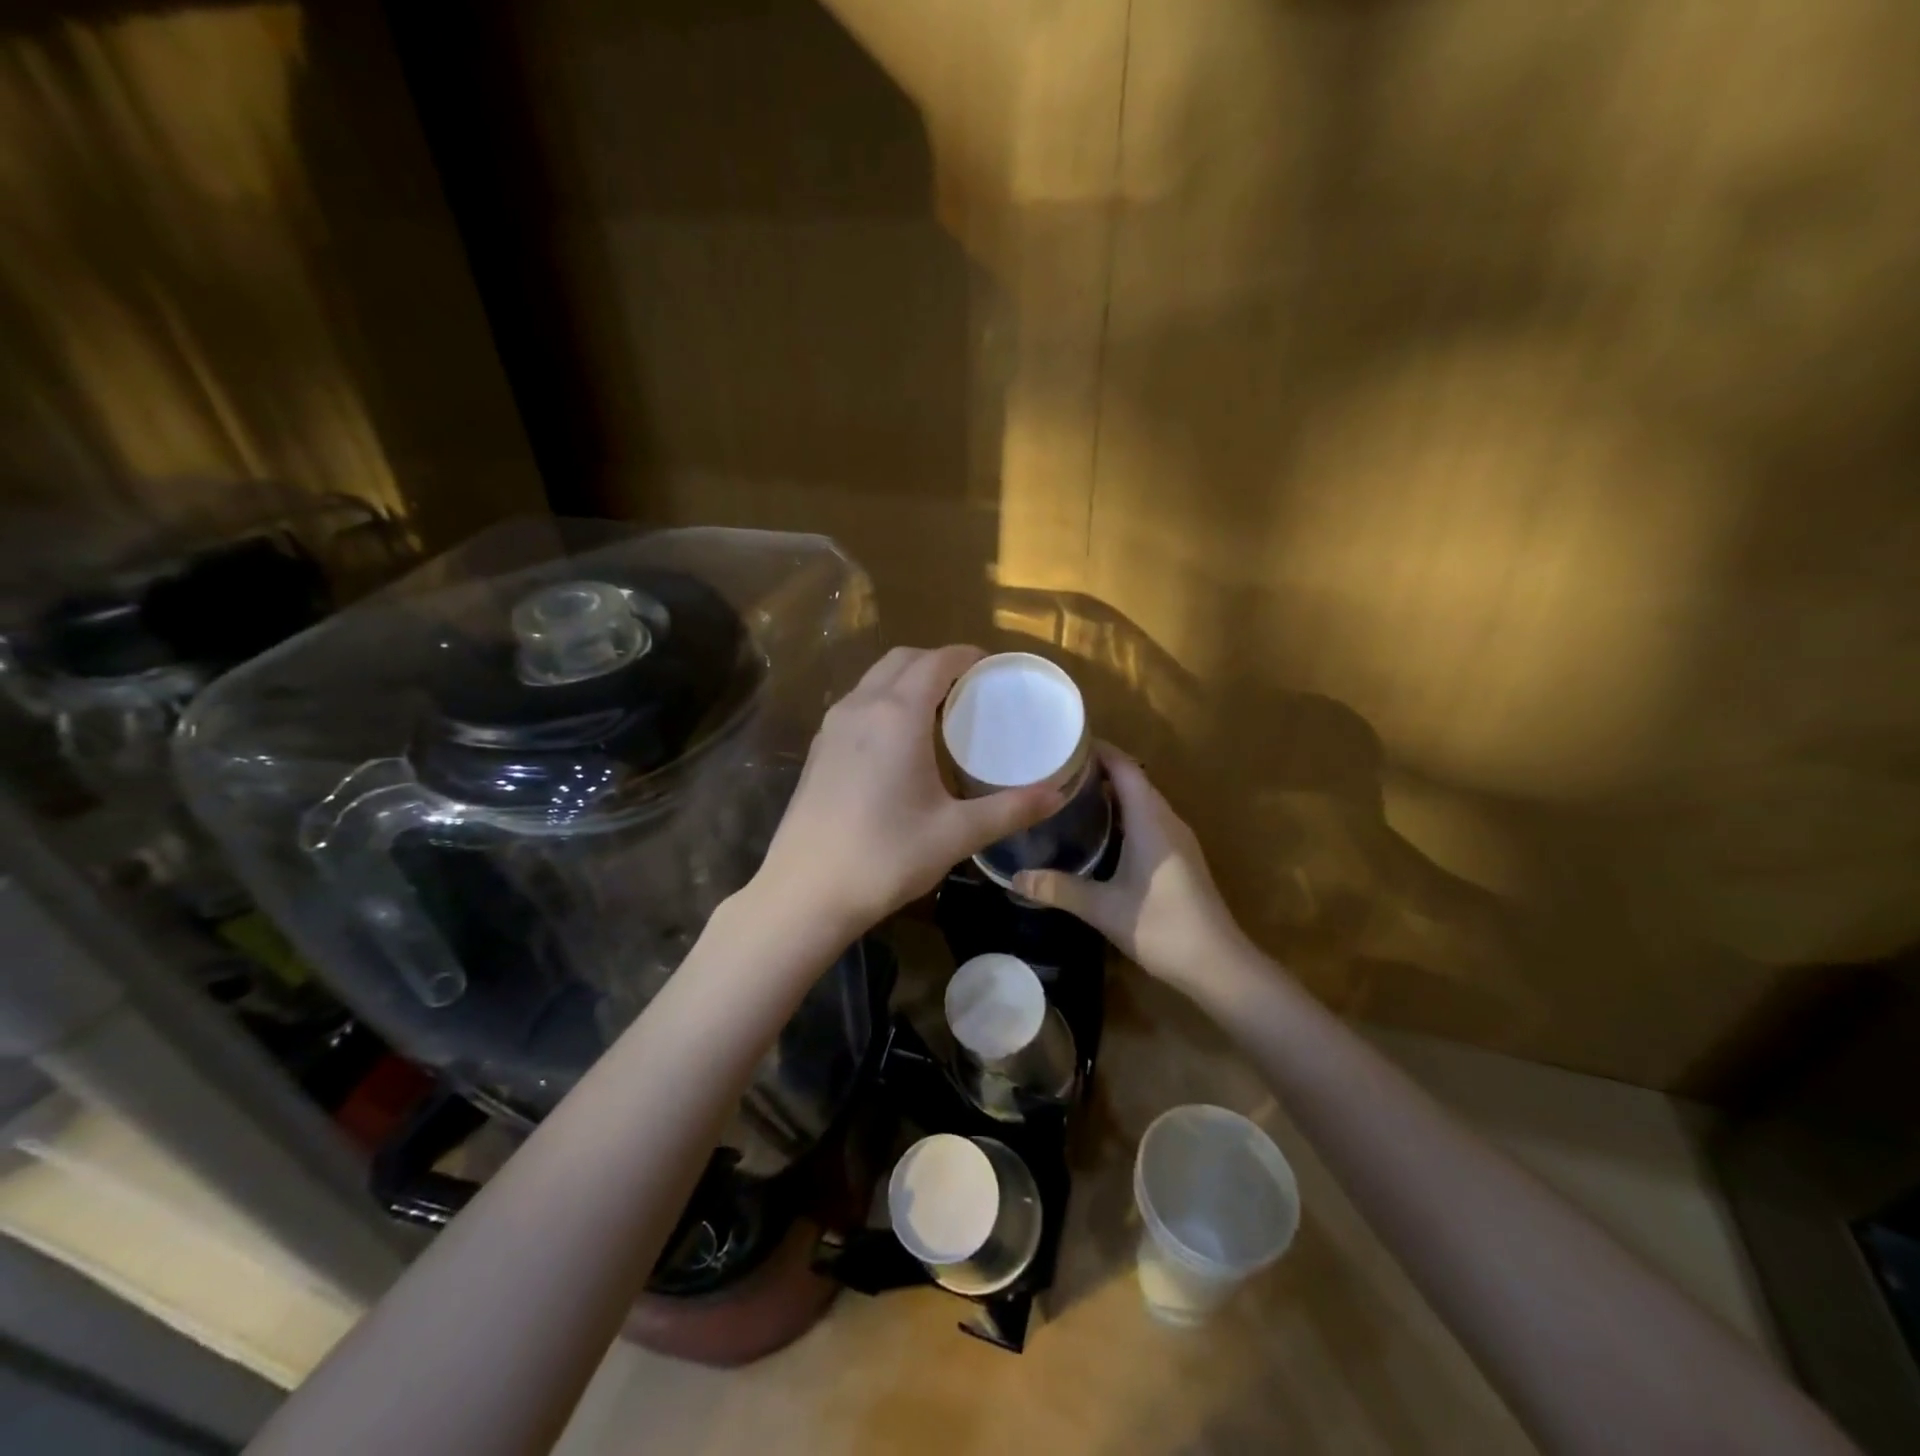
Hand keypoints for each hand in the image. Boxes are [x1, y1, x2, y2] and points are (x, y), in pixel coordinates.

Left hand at [748, 645, 1062, 941]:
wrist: (806, 892)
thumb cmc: (886, 857)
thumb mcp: (956, 834)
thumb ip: (1011, 809)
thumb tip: (1057, 795)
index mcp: (897, 714)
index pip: (936, 660)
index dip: (967, 656)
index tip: (993, 667)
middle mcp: (861, 706)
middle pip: (902, 659)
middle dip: (938, 661)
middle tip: (971, 688)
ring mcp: (833, 726)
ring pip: (875, 679)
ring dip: (908, 679)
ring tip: (940, 711)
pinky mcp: (819, 748)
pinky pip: (857, 703)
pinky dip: (884, 700)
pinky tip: (900, 740)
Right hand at [1013, 745, 1252, 996]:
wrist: (1217, 964)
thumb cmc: (1161, 925)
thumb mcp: (1103, 908)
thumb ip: (1058, 889)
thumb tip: (1015, 878)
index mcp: (1151, 820)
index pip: (1125, 767)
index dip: (1098, 750)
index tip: (1063, 744)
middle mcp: (1166, 820)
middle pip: (1133, 779)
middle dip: (1098, 769)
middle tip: (1056, 770)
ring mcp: (1177, 839)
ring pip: (1142, 801)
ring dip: (1112, 793)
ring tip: (1070, 794)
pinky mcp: (1179, 857)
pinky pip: (1148, 820)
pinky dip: (1123, 814)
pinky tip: (1099, 832)